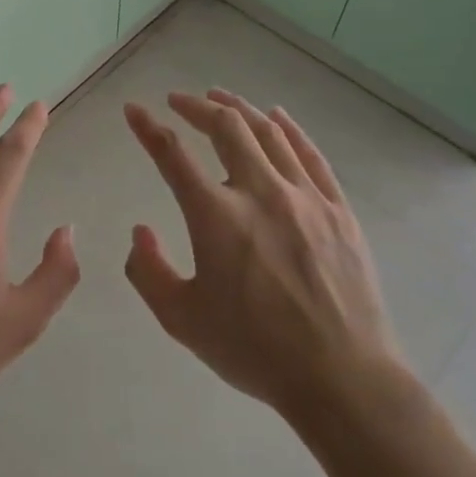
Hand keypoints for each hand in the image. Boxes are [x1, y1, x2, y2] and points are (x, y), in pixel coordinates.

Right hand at [122, 89, 407, 424]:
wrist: (342, 379)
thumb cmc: (255, 350)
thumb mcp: (182, 320)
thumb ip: (148, 272)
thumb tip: (140, 231)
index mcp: (216, 216)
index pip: (172, 155)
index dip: (147, 127)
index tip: (133, 109)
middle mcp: (259, 192)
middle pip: (226, 127)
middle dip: (196, 106)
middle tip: (180, 100)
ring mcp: (304, 196)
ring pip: (268, 133)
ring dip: (239, 108)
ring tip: (220, 97)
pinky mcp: (338, 209)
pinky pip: (311, 155)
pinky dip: (290, 129)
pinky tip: (278, 117)